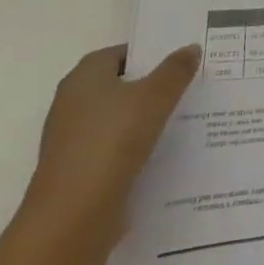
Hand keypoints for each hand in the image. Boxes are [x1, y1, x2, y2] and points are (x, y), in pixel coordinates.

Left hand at [20, 43, 199, 245]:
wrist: (73, 216)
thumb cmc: (112, 142)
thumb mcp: (155, 97)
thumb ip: (175, 70)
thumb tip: (190, 48)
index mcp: (84, 78)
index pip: (120, 54)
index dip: (150, 54)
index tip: (181, 60)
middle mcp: (72, 104)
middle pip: (119, 86)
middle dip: (152, 86)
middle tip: (190, 85)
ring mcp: (73, 140)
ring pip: (119, 119)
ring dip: (146, 119)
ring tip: (186, 118)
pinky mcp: (80, 171)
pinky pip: (116, 149)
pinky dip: (137, 147)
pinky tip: (165, 152)